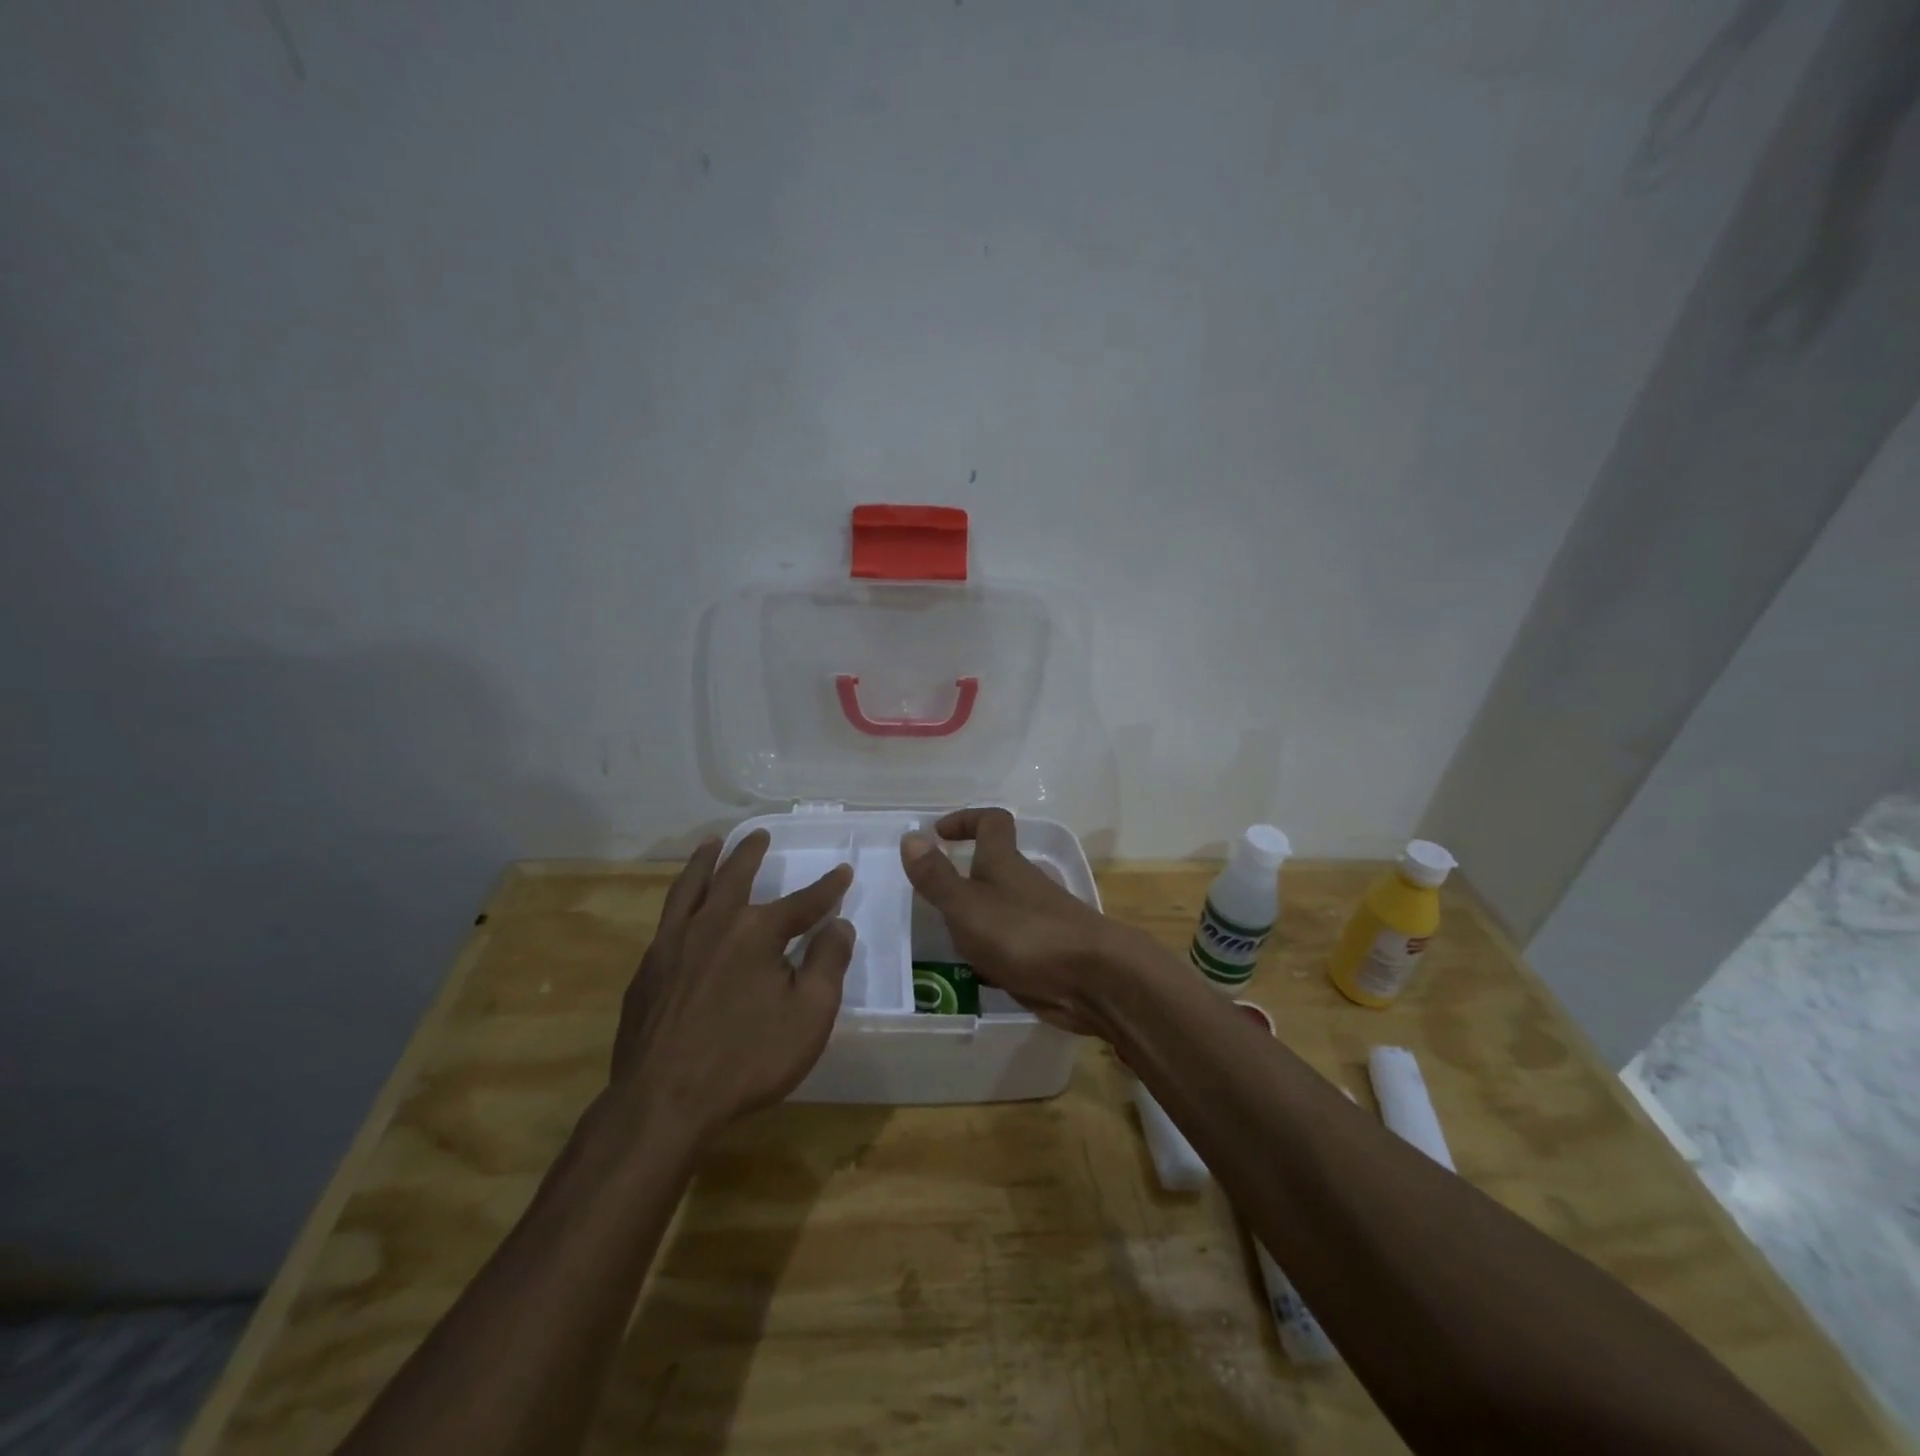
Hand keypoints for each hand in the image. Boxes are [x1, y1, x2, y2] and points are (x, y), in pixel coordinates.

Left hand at [611, 831, 853, 1135]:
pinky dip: (680, 899)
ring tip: (712, 842)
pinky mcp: (648, 969)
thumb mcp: (809, 1015)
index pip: (802, 902)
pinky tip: (683, 908)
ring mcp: (673, 943)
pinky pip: (667, 918)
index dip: (827, 887)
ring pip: (691, 887)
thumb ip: (828, 963)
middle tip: (760, 834)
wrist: (662, 1102)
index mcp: (756, 931)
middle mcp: (713, 924)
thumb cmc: (746, 1059)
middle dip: (752, 853)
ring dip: (704, 861)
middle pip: (735, 876)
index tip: (843, 871)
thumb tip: (839, 925)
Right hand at [899, 808, 1136, 1031]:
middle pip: (994, 867)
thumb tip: (911, 836)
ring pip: (1001, 908)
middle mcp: (1023, 883)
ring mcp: (1039, 918)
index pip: (992, 822)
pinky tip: (978, 975)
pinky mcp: (1047, 951)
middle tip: (931, 901)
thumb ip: (936, 876)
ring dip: (975, 920)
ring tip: (946, 943)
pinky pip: (1012, 943)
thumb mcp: (967, 905)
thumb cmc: (1023, 934)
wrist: (1093, 979)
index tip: (939, 834)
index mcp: (1004, 863)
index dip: (966, 819)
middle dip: (963, 878)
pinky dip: (994, 952)